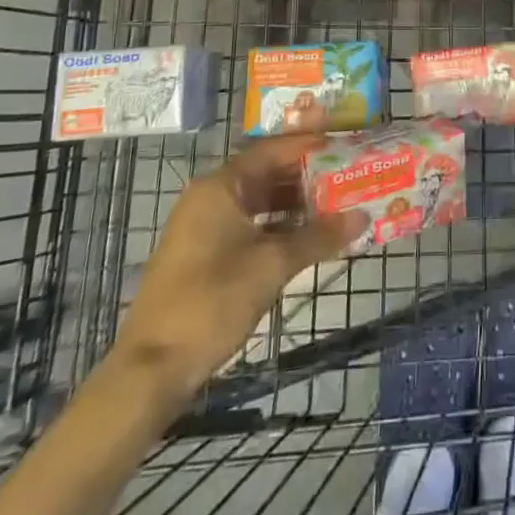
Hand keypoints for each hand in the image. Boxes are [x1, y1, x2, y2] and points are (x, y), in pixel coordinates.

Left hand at [107, 136, 364, 415]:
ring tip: (338, 205)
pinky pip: (252, 226)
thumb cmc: (212, 300)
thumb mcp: (273, 265)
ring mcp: (206, 228)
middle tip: (349, 175)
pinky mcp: (206, 256)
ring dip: (297, 204)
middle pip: (267, 173)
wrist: (152, 369)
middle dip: (308, 176)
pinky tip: (310, 238)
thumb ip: (319, 237)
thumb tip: (362, 217)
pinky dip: (280, 227)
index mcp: (220, 186)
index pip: (273, 150)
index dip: (310, 146)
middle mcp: (210, 198)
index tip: (346, 144)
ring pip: (260, 202)